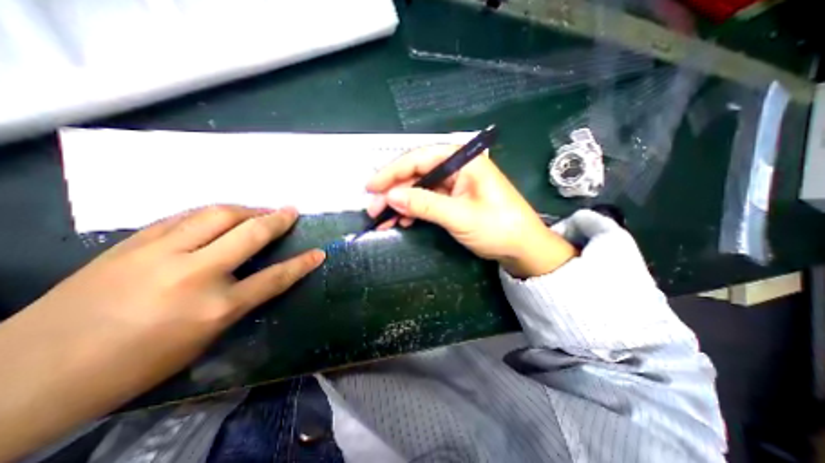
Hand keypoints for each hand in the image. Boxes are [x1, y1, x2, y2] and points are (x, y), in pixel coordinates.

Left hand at [0, 207, 324, 462]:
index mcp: (215, 308)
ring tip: (259, 210)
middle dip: (276, 219)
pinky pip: (185, 217)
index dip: (301, 264)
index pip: (275, 278)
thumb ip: (236, 302)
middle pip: (249, 234)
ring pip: (217, 215)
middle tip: (291, 211)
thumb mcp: (203, 339)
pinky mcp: (133, 243)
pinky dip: (211, 213)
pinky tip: (220, 215)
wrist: (27, 375)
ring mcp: (160, 254)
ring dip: (246, 209)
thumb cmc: (135, 365)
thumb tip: (255, 275)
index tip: (319, 253)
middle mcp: (194, 274)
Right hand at [365, 145, 575, 275]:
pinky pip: (427, 200)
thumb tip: (390, 196)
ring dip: (400, 203)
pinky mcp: (454, 199)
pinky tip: (402, 221)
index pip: (420, 158)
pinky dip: (413, 211)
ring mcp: (455, 184)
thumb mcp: (459, 216)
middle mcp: (457, 167)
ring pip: (419, 188)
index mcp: (463, 161)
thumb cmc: (498, 228)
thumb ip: (424, 204)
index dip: (392, 172)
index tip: (371, 187)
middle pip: (417, 174)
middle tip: (373, 209)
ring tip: (383, 219)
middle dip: (393, 191)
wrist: (523, 248)